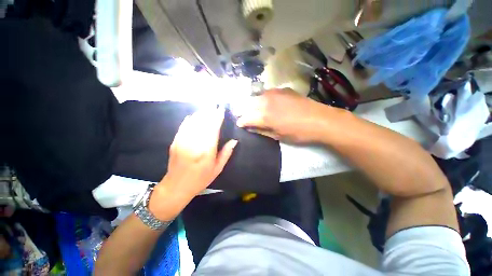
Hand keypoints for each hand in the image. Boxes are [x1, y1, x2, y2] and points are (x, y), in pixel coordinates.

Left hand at [149, 108, 236, 219]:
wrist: (176, 186)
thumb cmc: (200, 179)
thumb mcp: (217, 169)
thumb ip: (226, 153)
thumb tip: (234, 141)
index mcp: (207, 151)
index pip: (213, 129)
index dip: (217, 118)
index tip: (221, 109)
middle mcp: (194, 143)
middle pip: (203, 123)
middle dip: (209, 112)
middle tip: (214, 104)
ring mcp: (183, 141)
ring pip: (193, 122)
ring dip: (200, 114)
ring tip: (206, 107)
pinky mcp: (175, 142)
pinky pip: (183, 127)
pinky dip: (189, 120)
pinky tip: (193, 115)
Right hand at [236, 88, 341, 142]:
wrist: (320, 120)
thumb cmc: (298, 133)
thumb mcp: (277, 136)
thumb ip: (261, 130)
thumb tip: (250, 127)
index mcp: (265, 116)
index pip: (245, 117)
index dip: (241, 121)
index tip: (240, 124)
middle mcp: (266, 102)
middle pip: (248, 104)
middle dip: (244, 111)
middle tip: (245, 117)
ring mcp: (275, 93)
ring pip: (257, 96)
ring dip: (253, 104)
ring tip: (254, 110)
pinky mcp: (283, 89)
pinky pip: (267, 93)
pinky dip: (263, 98)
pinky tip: (266, 103)